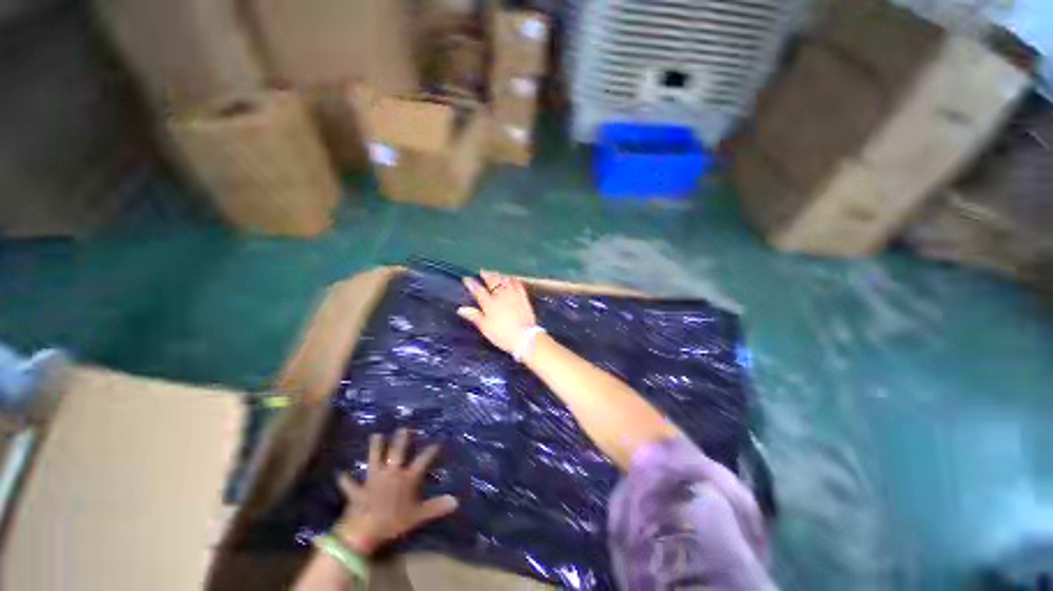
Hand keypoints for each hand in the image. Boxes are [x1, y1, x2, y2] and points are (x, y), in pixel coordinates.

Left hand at [333, 429, 457, 555]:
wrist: (364, 531)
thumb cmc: (393, 522)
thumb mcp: (418, 516)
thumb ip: (436, 507)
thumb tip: (456, 501)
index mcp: (407, 477)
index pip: (423, 460)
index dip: (430, 451)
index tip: (437, 443)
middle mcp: (391, 473)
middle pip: (397, 452)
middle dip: (401, 439)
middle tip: (403, 428)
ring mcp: (373, 480)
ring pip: (374, 459)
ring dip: (375, 447)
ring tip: (376, 435)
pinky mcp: (357, 490)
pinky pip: (350, 484)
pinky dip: (346, 480)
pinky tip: (341, 474)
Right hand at [457, 271, 537, 352]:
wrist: (524, 336)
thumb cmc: (502, 334)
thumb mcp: (485, 327)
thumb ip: (474, 316)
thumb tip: (461, 309)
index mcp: (489, 303)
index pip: (478, 290)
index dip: (471, 284)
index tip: (466, 278)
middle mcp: (501, 295)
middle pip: (492, 281)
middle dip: (486, 275)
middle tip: (482, 270)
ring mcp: (513, 295)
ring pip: (505, 280)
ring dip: (499, 275)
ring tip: (495, 273)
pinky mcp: (523, 297)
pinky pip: (518, 285)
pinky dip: (513, 280)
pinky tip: (512, 278)